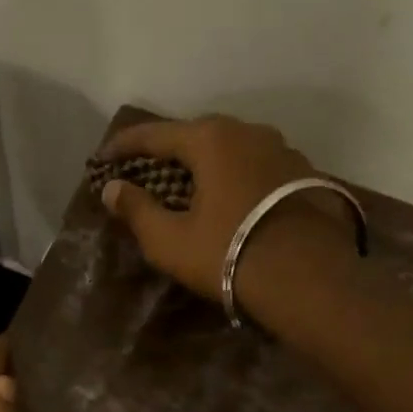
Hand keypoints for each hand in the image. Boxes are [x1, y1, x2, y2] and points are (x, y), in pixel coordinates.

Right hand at [96, 115, 354, 304]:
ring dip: (203, 161)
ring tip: (187, 183)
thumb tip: (112, 188)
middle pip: (195, 134)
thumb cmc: (229, 253)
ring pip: (230, 148)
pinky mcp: (304, 173)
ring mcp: (281, 150)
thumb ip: (137, 209)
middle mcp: (247, 132)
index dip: (123, 145)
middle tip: (144, 168)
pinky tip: (228, 198)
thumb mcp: (169, 239)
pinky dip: (233, 174)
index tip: (103, 158)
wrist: (310, 279)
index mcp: (210, 140)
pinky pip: (254, 165)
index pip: (154, 134)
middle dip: (166, 150)